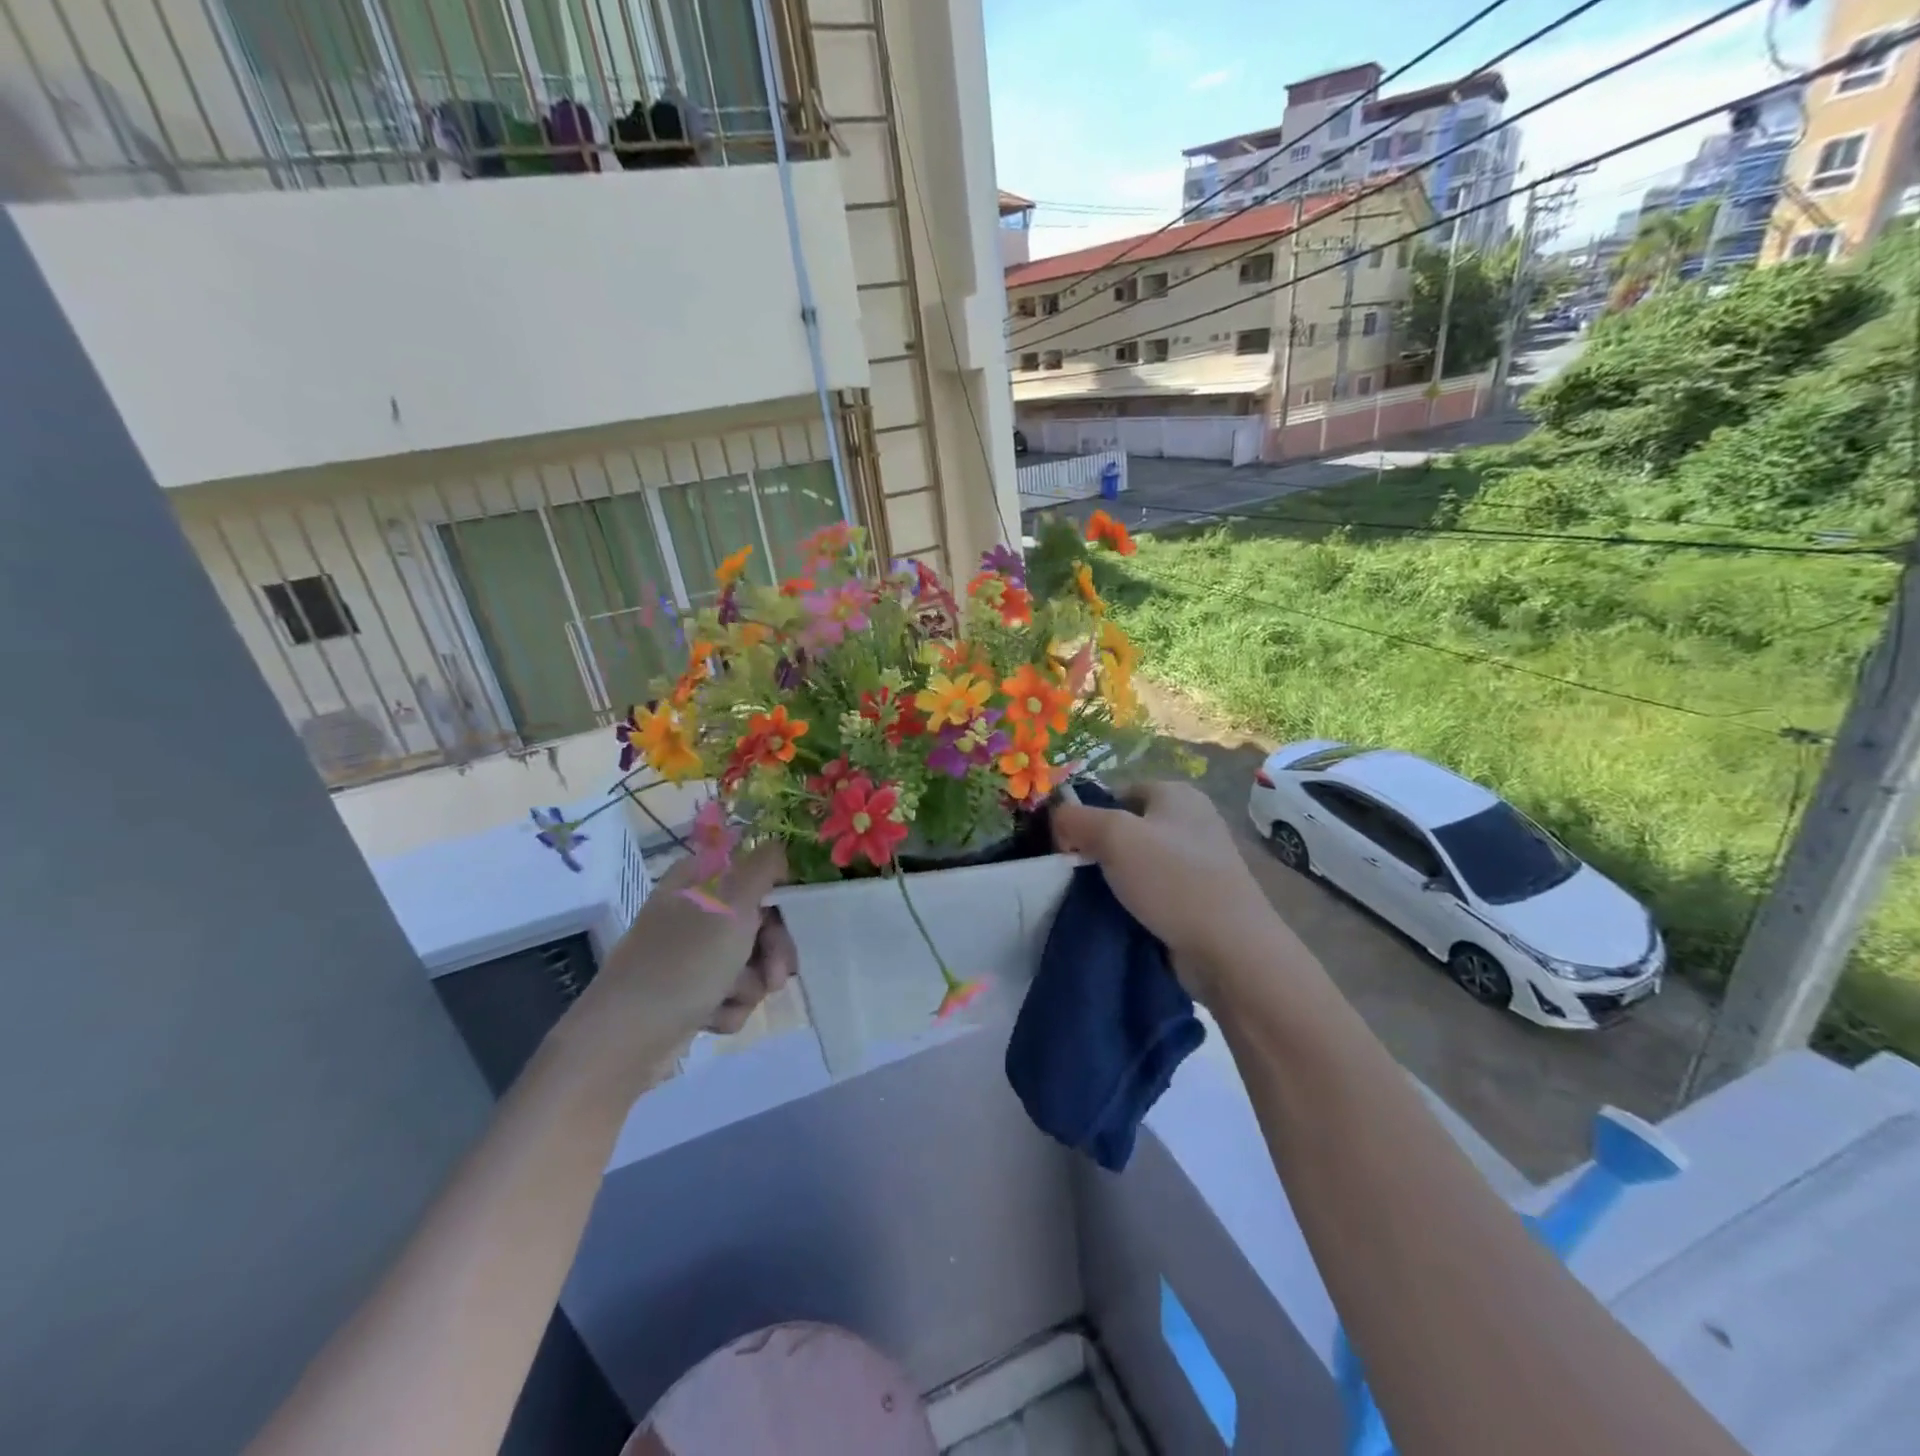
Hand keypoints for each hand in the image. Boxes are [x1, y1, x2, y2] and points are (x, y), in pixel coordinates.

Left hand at [556, 845, 795, 1085]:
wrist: (627, 1038)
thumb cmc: (684, 962)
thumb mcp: (731, 903)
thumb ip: (762, 867)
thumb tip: (778, 846)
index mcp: (699, 880)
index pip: (755, 872)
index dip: (780, 896)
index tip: (795, 917)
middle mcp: (696, 911)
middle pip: (760, 920)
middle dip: (772, 950)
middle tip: (777, 974)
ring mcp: (692, 954)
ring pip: (751, 962)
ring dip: (751, 984)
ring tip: (732, 997)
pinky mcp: (692, 993)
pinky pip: (733, 994)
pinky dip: (729, 1007)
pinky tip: (711, 1017)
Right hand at [1051, 781, 1280, 1001]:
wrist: (1230, 949)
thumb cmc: (1173, 880)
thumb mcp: (1114, 836)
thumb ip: (1077, 818)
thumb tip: (1058, 819)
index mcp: (1177, 794)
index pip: (1117, 792)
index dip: (1088, 814)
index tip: (1067, 846)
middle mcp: (1192, 820)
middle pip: (1127, 826)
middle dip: (1099, 847)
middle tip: (1074, 872)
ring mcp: (1200, 861)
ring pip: (1139, 861)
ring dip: (1115, 878)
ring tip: (1092, 897)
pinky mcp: (1201, 897)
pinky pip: (1155, 890)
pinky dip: (1135, 900)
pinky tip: (1119, 916)